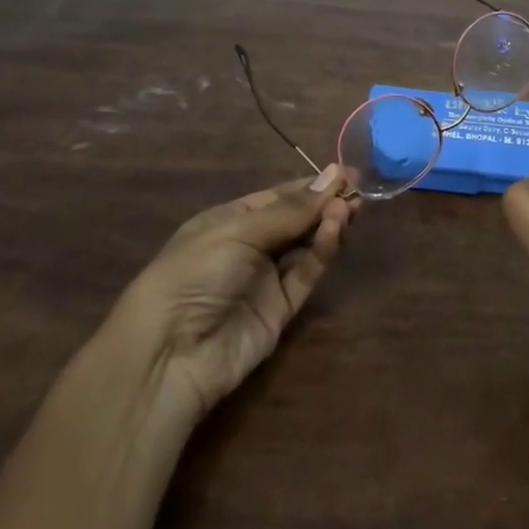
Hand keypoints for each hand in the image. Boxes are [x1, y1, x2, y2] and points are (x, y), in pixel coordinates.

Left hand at [110, 168, 355, 423]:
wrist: (170, 355)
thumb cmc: (195, 273)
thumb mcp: (238, 231)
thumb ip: (290, 209)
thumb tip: (334, 175)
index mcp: (229, 221)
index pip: (277, 197)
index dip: (310, 186)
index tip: (345, 173)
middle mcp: (249, 247)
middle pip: (296, 220)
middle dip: (325, 203)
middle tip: (358, 189)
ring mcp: (265, 279)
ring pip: (306, 245)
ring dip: (327, 224)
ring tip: (350, 207)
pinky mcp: (281, 310)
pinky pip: (306, 273)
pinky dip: (323, 251)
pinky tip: (335, 230)